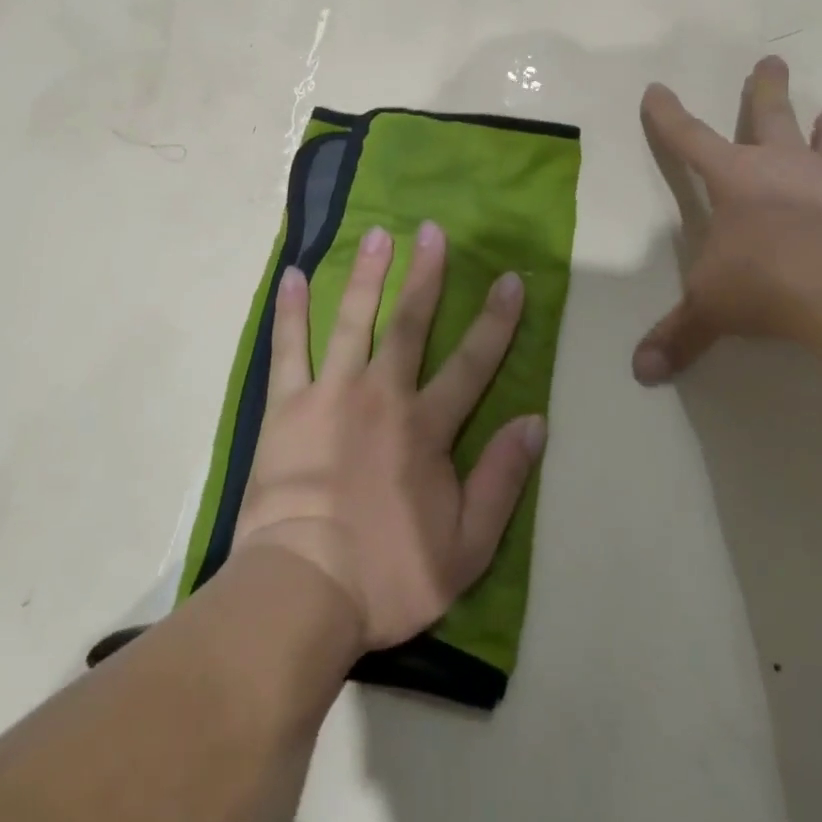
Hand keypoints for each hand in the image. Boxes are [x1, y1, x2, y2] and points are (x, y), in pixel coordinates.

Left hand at [230, 222, 546, 650]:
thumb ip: (502, 479)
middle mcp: (382, 395)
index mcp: (426, 427)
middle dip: (426, 275)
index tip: (509, 279)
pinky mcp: (286, 406)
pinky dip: (291, 312)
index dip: (495, 320)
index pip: (472, 363)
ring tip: (376, 234)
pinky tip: (294, 276)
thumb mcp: (466, 546)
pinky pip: (289, 349)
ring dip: (367, 275)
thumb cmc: (388, 575)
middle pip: (410, 323)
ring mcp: (330, 394)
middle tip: (432, 230)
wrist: (302, 591)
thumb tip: (535, 420)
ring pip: (353, 321)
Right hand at [634, 55, 821, 382]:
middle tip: (773, 58)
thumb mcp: (712, 307)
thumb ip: (680, 335)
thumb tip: (641, 373)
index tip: (657, 89)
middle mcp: (782, 167)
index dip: (669, 115)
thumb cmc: (764, 278)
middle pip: (770, 115)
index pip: (688, 137)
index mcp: (733, 178)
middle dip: (766, 88)